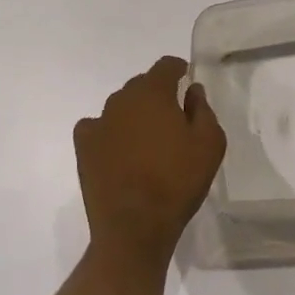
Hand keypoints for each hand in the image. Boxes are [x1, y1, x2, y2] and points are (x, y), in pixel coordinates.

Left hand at [74, 56, 225, 269]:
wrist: (134, 228)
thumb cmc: (177, 182)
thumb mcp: (210, 144)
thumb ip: (203, 109)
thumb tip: (192, 91)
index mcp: (154, 92)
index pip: (166, 65)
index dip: (178, 70)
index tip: (185, 80)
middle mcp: (123, 98)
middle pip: (142, 84)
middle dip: (156, 94)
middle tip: (170, 119)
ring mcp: (100, 121)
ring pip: (120, 105)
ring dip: (133, 114)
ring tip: (145, 140)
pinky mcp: (84, 147)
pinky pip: (96, 127)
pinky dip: (107, 132)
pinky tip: (116, 150)